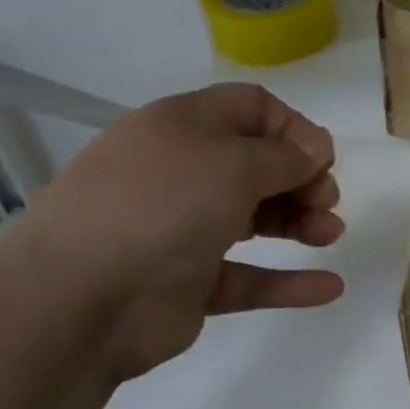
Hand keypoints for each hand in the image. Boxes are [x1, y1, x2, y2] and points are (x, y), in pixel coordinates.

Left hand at [17, 84, 344, 377]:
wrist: (79, 300)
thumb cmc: (162, 207)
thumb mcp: (234, 163)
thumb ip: (286, 155)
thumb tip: (315, 149)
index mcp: (183, 127)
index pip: (250, 108)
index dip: (293, 127)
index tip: (322, 159)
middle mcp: (182, 172)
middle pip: (258, 164)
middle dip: (302, 178)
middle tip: (326, 201)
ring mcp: (183, 229)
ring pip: (255, 217)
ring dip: (301, 223)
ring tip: (330, 235)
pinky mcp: (189, 282)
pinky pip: (248, 277)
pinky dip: (288, 281)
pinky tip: (330, 286)